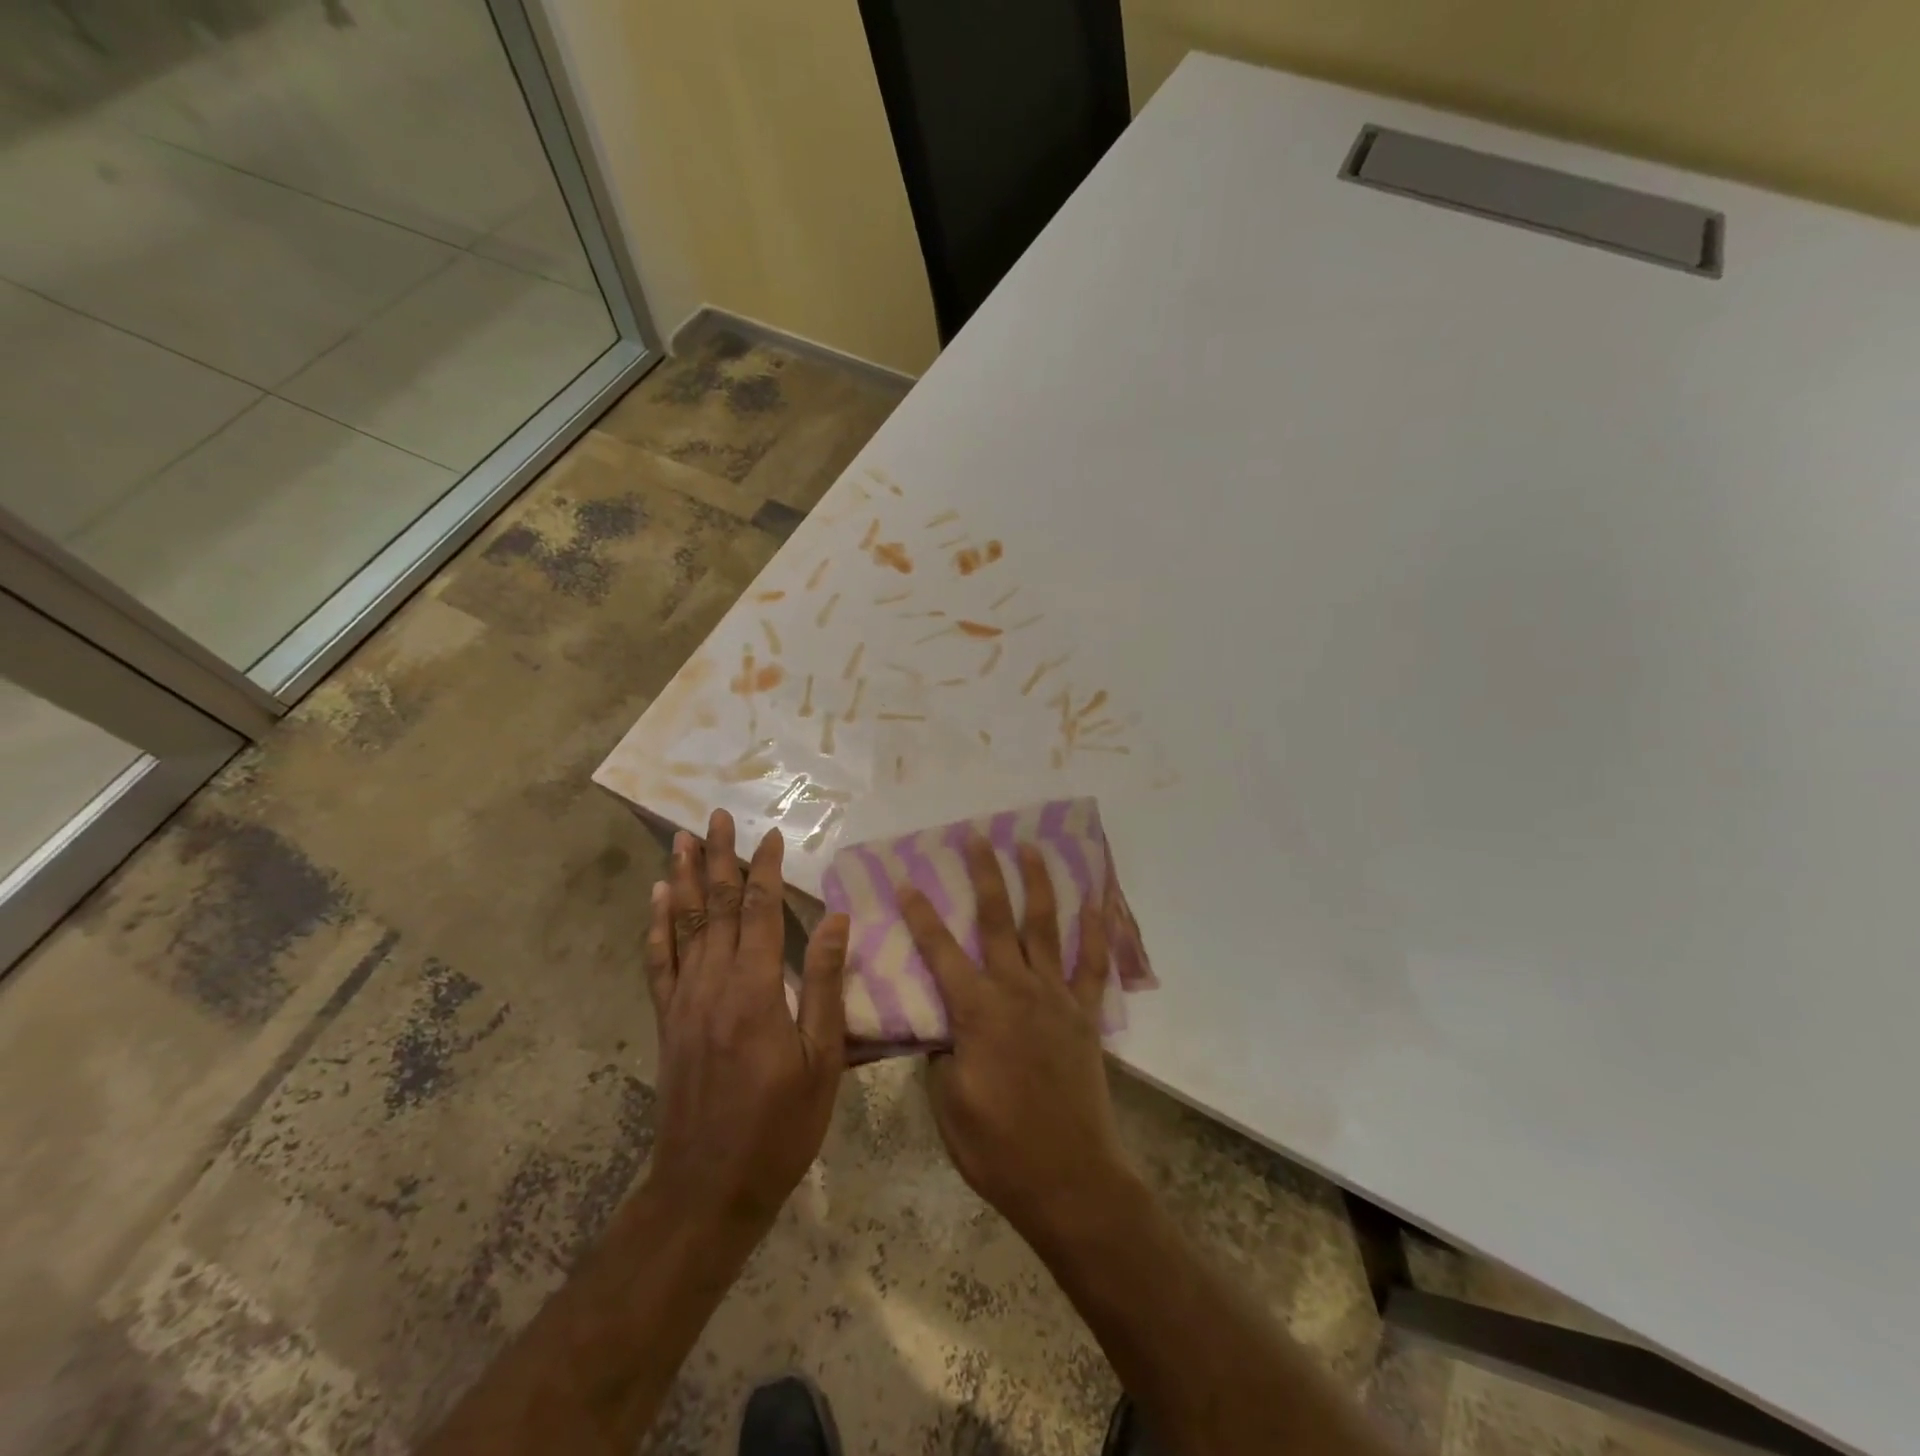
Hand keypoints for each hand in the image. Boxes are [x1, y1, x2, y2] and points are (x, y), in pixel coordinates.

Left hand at [644, 810, 849, 1230]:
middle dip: (720, 858)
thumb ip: (826, 984)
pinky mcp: (668, 1021)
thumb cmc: (780, 1125)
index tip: (772, 835)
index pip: (762, 912)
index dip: (767, 870)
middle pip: (718, 906)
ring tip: (682, 840)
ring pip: (685, 925)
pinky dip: (658, 926)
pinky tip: (657, 900)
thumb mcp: (822, 1059)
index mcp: (756, 989)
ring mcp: (685, 1001)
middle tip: (716, 816)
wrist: (708, 1188)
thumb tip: (837, 919)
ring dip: (685, 879)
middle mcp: (714, 983)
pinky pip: (659, 962)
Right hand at [897, 837, 1135, 1241]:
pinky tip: (1097, 901)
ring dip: (1036, 883)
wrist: (1069, 1179)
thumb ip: (942, 1054)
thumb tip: (945, 1026)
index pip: (940, 951)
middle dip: (984, 875)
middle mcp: (1016, 990)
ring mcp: (1055, 998)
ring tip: (1030, 848)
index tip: (907, 881)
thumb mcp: (948, 1104)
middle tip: (977, 836)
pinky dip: (1096, 930)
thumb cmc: (998, 1148)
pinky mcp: (1084, 1015)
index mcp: (976, 1011)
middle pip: (996, 920)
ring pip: (1044, 927)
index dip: (921, 915)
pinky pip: (1092, 964)